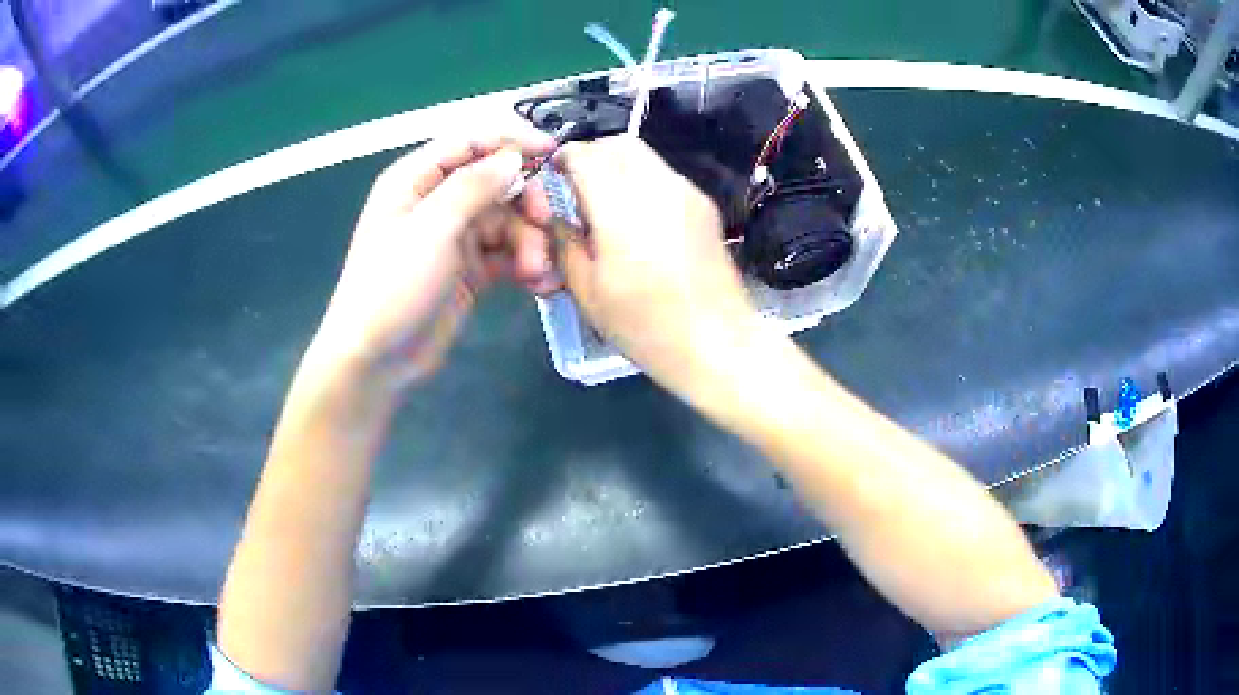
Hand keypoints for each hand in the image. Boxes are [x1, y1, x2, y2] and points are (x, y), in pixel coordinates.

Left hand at [308, 123, 557, 386]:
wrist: (376, 358)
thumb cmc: (392, 285)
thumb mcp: (431, 228)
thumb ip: (474, 186)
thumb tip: (513, 156)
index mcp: (416, 179)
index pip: (470, 143)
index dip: (511, 143)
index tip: (553, 153)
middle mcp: (436, 201)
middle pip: (495, 182)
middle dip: (524, 201)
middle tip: (544, 223)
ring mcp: (453, 237)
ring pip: (506, 221)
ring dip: (528, 242)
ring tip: (536, 271)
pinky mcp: (468, 270)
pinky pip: (506, 254)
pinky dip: (524, 264)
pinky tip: (537, 283)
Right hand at [556, 137, 764, 398]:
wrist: (718, 344)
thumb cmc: (647, 327)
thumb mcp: (589, 293)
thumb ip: (565, 244)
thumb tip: (556, 216)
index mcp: (622, 211)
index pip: (587, 156)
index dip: (564, 158)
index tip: (552, 172)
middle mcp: (658, 189)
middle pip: (619, 145)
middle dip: (592, 154)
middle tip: (576, 184)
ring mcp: (688, 194)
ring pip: (645, 156)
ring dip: (618, 165)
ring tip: (606, 202)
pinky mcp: (705, 206)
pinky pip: (665, 175)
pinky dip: (642, 180)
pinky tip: (638, 218)